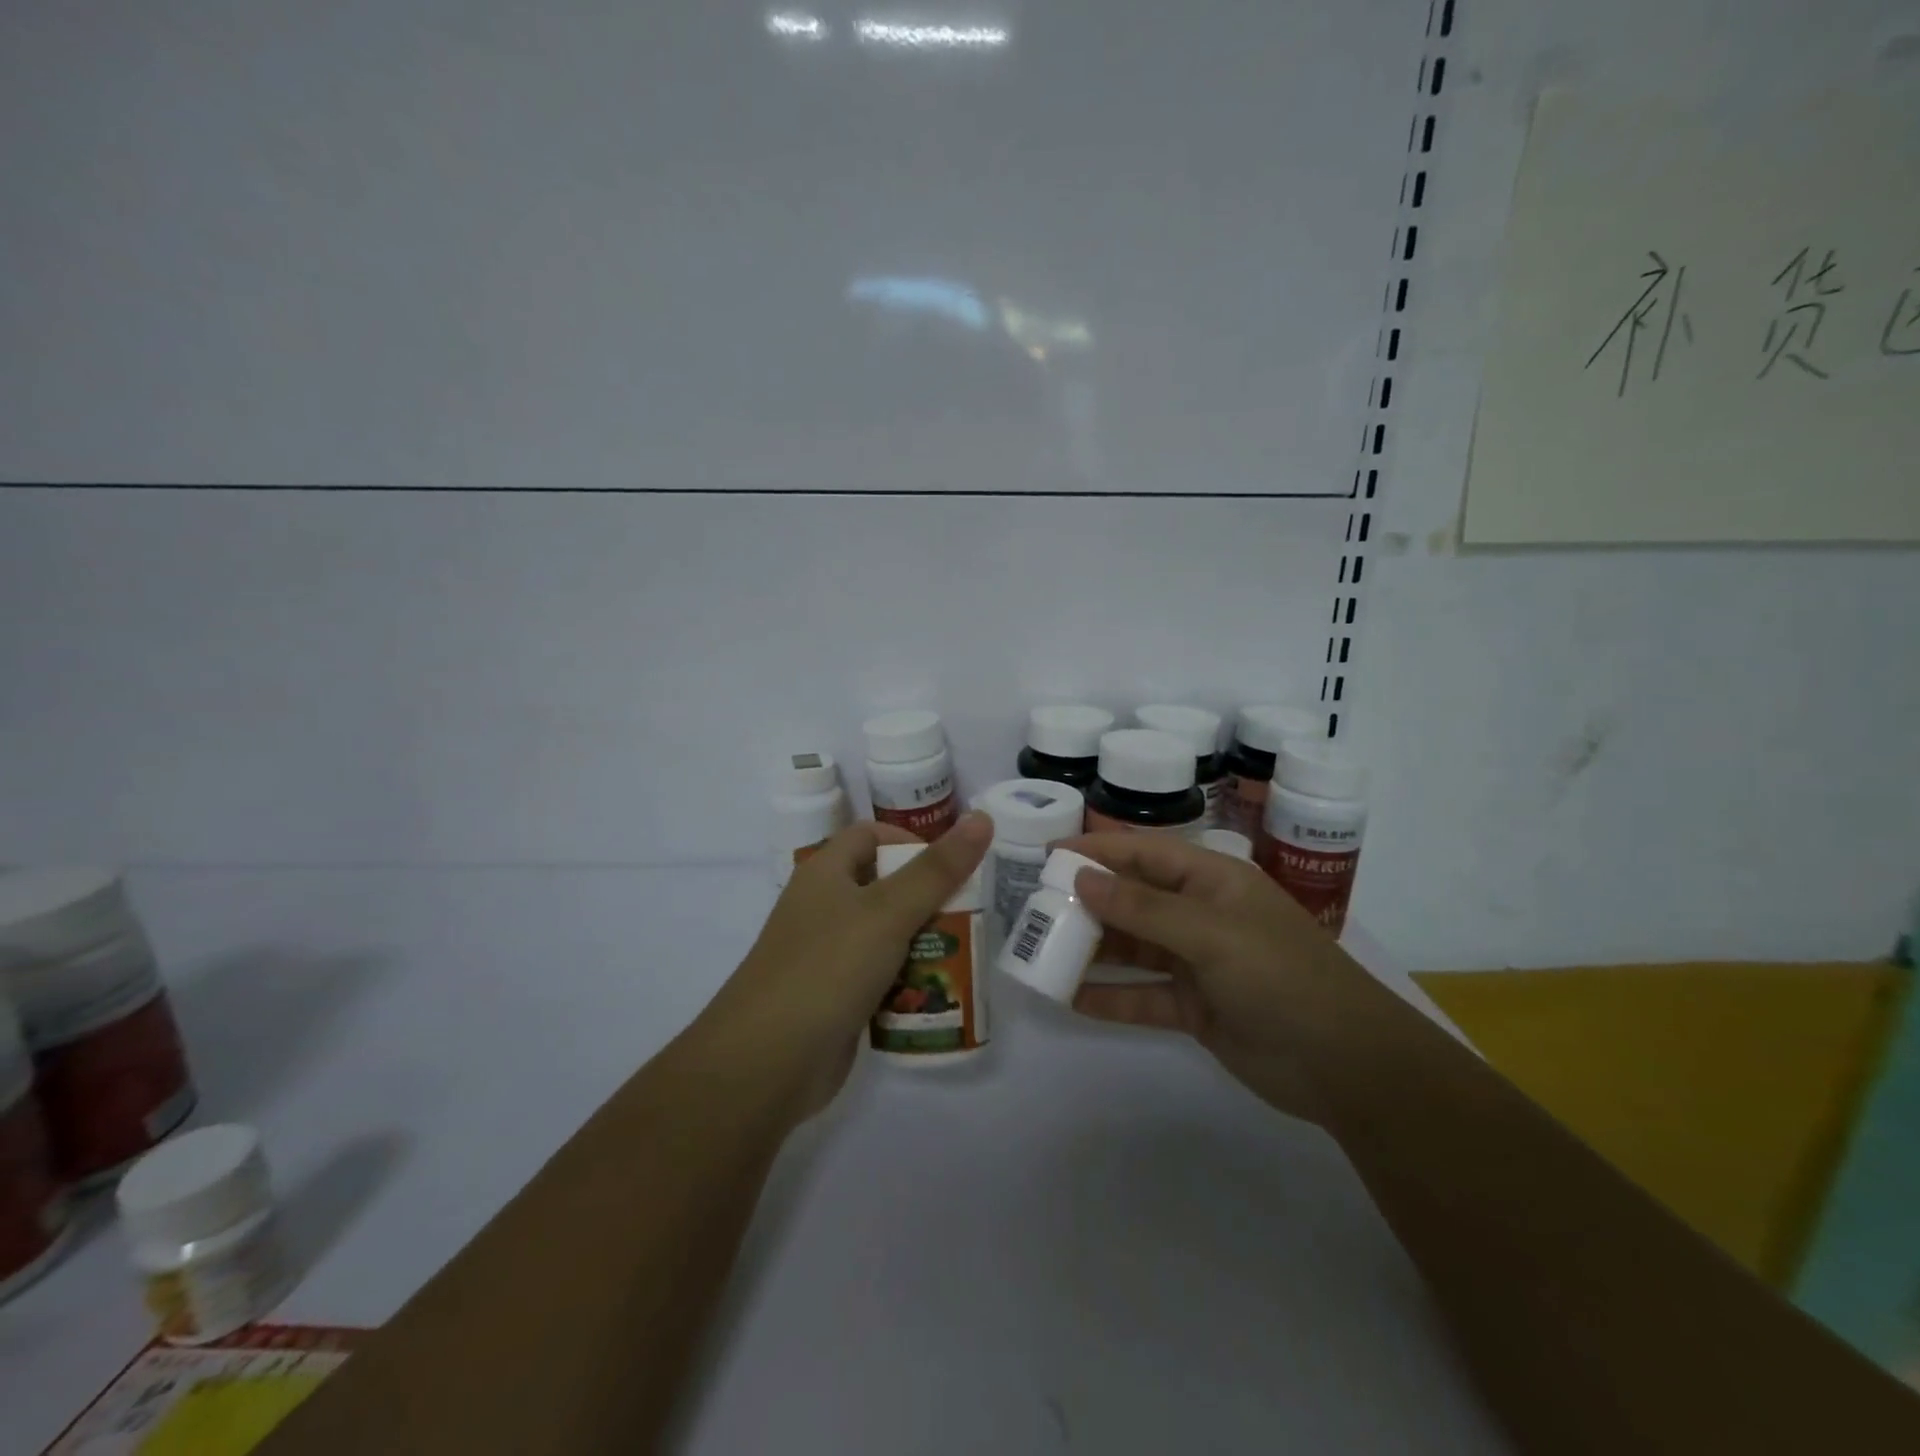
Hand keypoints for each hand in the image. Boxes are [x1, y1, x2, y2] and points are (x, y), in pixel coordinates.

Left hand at [706, 814, 993, 1120]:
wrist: (765, 1064)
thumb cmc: (827, 969)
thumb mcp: (888, 912)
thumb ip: (938, 869)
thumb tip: (982, 818)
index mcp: (825, 873)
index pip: (871, 835)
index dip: (911, 841)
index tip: (953, 867)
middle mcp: (823, 908)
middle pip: (884, 887)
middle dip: (929, 899)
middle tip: (972, 916)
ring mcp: (826, 956)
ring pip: (885, 936)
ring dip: (923, 944)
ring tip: (966, 956)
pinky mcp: (834, 999)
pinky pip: (879, 978)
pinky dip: (906, 983)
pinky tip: (937, 997)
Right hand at [1062, 832, 1378, 1122]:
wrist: (1345, 1064)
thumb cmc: (1280, 976)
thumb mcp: (1211, 933)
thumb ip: (1144, 907)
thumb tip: (1082, 878)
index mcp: (1212, 881)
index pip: (1144, 853)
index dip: (1097, 850)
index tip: (1048, 854)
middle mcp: (1200, 915)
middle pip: (1133, 899)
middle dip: (1086, 902)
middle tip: (1034, 908)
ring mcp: (1196, 963)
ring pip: (1132, 949)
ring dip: (1092, 950)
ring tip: (1041, 951)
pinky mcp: (1194, 1008)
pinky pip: (1142, 997)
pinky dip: (1110, 998)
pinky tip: (1070, 1000)